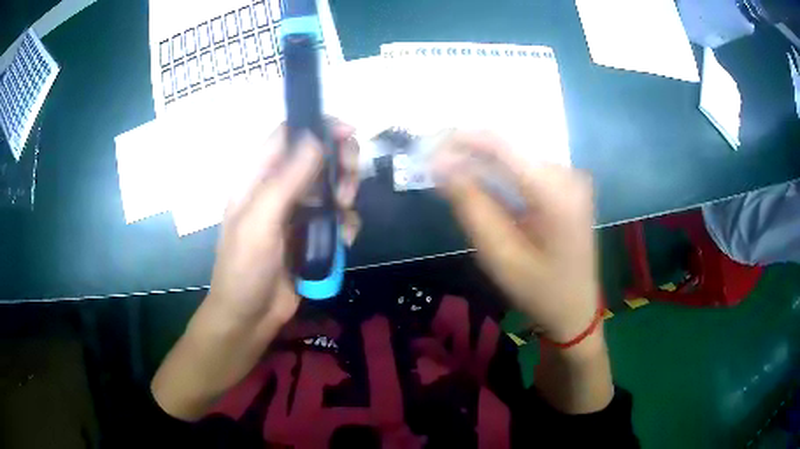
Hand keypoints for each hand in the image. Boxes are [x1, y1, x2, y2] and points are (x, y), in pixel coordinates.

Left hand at [208, 121, 360, 329]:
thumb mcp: (260, 222)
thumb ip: (286, 180)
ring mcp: (297, 212)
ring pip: (332, 185)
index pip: (288, 135)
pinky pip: (337, 217)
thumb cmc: (244, 269)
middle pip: (317, 156)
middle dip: (339, 163)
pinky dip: (346, 223)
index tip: (347, 133)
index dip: (317, 126)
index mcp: (258, 179)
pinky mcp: (312, 234)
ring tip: (344, 214)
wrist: (249, 318)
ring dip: (346, 194)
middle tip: (349, 184)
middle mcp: (279, 189)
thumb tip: (315, 138)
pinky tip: (344, 240)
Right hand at [433, 131, 611, 413]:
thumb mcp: (500, 256)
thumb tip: (441, 167)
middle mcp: (568, 174)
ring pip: (517, 153)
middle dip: (469, 148)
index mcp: (557, 193)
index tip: (429, 147)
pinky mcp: (568, 184)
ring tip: (451, 169)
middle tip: (434, 161)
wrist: (577, 309)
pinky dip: (499, 169)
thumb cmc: (539, 291)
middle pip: (511, 146)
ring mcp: (572, 177)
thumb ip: (472, 207)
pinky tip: (479, 178)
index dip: (463, 140)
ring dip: (482, 158)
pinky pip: (527, 165)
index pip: (504, 146)